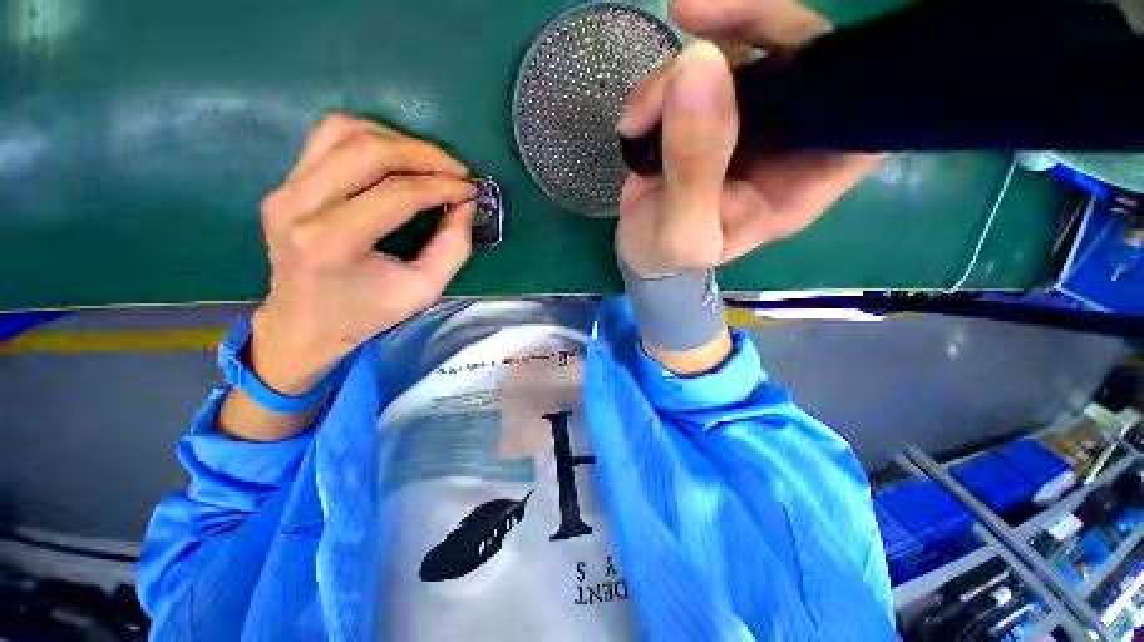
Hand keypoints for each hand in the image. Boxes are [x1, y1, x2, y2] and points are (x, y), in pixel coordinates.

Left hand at [251, 113, 476, 393]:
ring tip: (429, 161)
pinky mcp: (284, 183)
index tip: (470, 190)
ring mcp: (284, 188)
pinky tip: (396, 157)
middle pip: (368, 150)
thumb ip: (453, 248)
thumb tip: (464, 204)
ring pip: (344, 131)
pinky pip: (328, 138)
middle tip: (456, 169)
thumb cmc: (367, 313)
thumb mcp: (423, 290)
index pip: (397, 194)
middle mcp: (299, 205)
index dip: (442, 186)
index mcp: (332, 242)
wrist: (304, 323)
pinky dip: (369, 137)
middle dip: (423, 154)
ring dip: (396, 139)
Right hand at [616, 0, 883, 277]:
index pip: (859, 121)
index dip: (852, 78)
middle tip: (695, 17)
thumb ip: (694, 166)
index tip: (802, 56)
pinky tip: (636, 115)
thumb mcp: (682, 232)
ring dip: (683, 65)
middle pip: (804, 59)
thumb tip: (699, 68)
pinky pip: (697, 65)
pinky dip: (660, 80)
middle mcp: (784, 142)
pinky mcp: (708, 110)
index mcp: (797, 183)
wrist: (637, 250)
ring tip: (641, 113)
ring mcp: (746, 119)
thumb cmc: (667, 255)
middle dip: (753, 26)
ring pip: (743, 51)